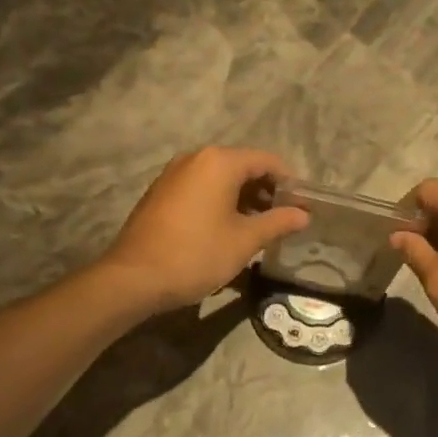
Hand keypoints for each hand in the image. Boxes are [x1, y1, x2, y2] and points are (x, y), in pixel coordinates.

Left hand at [100, 147, 308, 312]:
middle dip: (266, 191)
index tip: (304, 206)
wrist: (134, 278)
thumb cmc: (196, 254)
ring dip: (244, 198)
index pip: (267, 161)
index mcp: (219, 162)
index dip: (290, 182)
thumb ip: (277, 222)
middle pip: (242, 166)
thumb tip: (303, 215)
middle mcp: (195, 158)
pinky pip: (200, 189)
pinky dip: (220, 202)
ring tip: (260, 227)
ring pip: (220, 179)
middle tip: (285, 219)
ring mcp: (174, 174)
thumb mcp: (244, 241)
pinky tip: (228, 228)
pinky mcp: (161, 193)